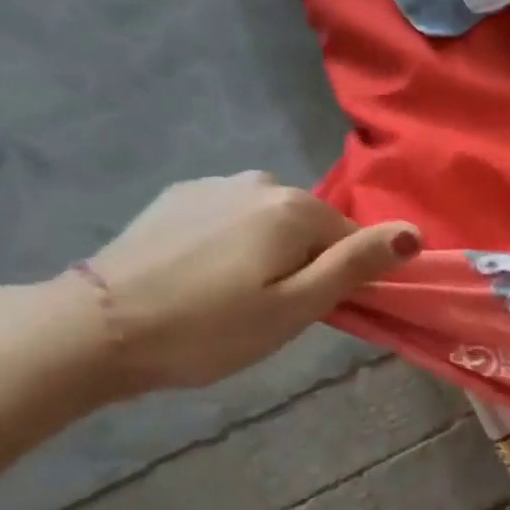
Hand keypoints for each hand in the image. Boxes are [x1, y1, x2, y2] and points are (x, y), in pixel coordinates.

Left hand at [80, 174, 419, 394]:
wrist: (96, 327)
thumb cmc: (209, 328)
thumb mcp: (295, 307)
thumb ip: (356, 264)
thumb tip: (413, 232)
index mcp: (295, 208)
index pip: (350, 237)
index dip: (340, 277)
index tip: (308, 312)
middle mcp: (260, 180)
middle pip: (308, 225)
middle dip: (302, 261)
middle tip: (267, 312)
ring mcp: (214, 183)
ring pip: (267, 219)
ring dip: (265, 250)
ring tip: (229, 295)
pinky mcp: (178, 196)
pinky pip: (228, 216)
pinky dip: (229, 241)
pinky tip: (198, 274)